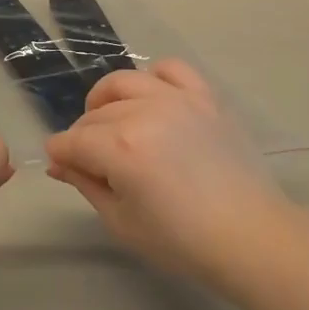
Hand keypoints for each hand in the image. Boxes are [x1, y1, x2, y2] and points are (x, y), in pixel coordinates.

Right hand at [45, 60, 289, 285]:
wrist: (249, 236)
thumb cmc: (182, 241)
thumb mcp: (123, 222)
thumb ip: (87, 184)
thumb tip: (59, 163)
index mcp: (121, 148)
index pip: (72, 141)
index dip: (60, 154)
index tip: (61, 165)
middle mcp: (144, 112)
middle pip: (95, 114)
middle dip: (83, 136)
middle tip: (91, 161)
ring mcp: (176, 98)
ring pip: (124, 82)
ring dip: (108, 100)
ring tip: (113, 122)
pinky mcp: (204, 95)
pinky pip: (170, 68)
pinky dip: (154, 77)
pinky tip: (153, 99)